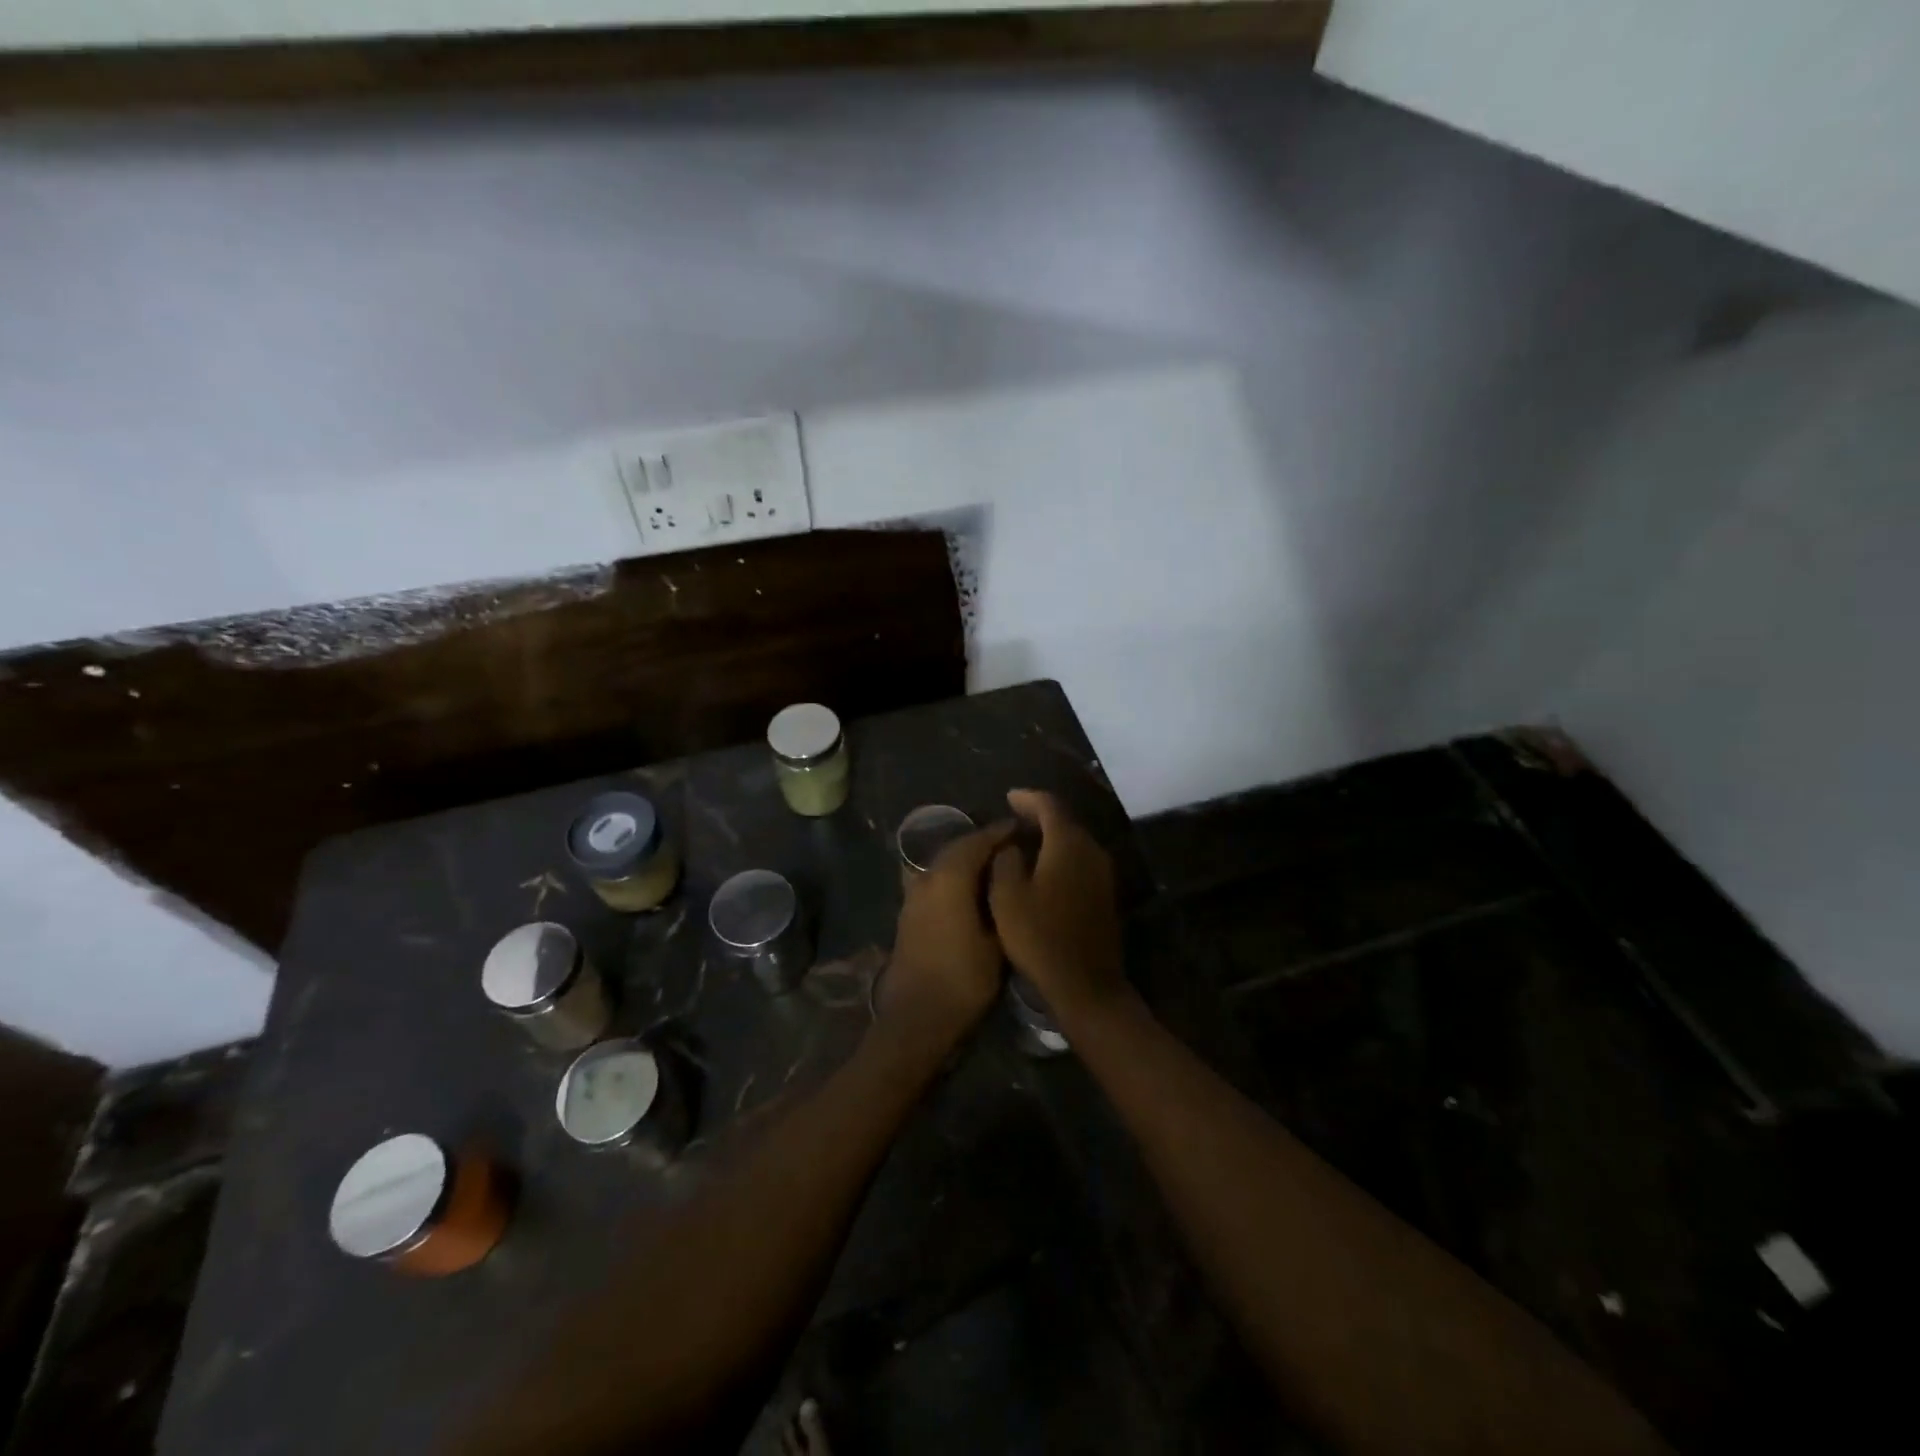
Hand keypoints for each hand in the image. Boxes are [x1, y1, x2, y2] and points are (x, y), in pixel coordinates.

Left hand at [880, 823, 1015, 1054]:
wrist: (917, 1017)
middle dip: (984, 843)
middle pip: (957, 848)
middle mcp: (927, 877)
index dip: (1001, 833)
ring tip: (996, 868)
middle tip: (1013, 847)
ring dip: (967, 860)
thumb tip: (1008, 874)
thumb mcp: (998, 940)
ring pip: (944, 864)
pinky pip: (935, 880)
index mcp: (949, 877)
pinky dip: (954, 877)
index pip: (978, 841)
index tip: (1023, 829)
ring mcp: (913, 895)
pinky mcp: (908, 912)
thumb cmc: (964, 979)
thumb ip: (1002, 898)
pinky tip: (972, 891)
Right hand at [988, 790, 1126, 1025]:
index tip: (1008, 797)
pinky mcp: (1105, 895)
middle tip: (1014, 817)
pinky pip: (1080, 862)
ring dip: (1051, 837)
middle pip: (1066, 821)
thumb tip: (1012, 845)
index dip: (1028, 798)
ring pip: (1075, 842)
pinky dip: (1061, 856)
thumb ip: (1005, 861)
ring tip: (1024, 841)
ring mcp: (1103, 874)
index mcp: (1068, 844)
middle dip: (1040, 815)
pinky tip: (1043, 869)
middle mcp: (1092, 851)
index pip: (1049, 806)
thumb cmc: (1040, 937)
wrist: (1086, 985)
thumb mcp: (1007, 897)